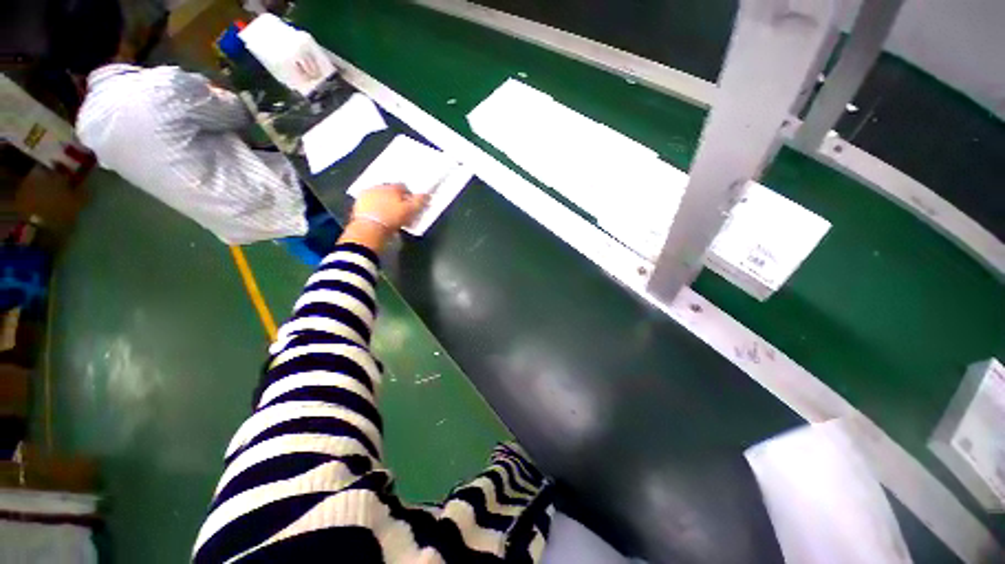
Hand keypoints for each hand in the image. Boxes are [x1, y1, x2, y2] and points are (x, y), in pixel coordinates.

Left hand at [340, 184, 428, 251]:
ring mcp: (367, 194)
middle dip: (395, 198)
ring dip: (384, 202)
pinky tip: (379, 217)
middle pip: (390, 191)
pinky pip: (370, 203)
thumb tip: (428, 195)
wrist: (370, 228)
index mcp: (392, 187)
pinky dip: (374, 208)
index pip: (403, 187)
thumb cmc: (393, 218)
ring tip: (389, 215)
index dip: (408, 196)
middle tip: (400, 211)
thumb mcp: (411, 211)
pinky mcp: (358, 203)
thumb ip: (420, 202)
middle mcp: (379, 186)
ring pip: (379, 196)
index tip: (411, 205)